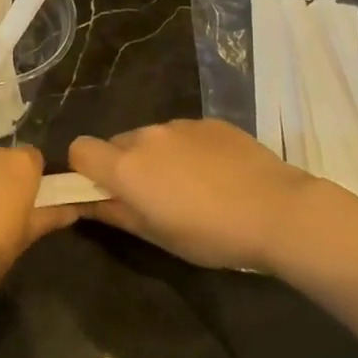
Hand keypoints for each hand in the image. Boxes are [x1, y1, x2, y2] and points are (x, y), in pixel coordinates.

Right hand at [69, 119, 325, 270]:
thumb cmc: (210, 234)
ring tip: (191, 187)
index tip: (104, 191)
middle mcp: (146, 136)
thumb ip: (115, 214)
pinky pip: (183, 133)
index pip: (79, 149)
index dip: (85, 169)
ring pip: (151, 138)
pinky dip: (188, 150)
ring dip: (157, 158)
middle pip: (116, 144)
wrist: (278, 211)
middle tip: (153, 197)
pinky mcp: (210, 122)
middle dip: (124, 167)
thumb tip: (87, 204)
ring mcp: (180, 125)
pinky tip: (217, 175)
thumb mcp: (156, 235)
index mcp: (126, 166)